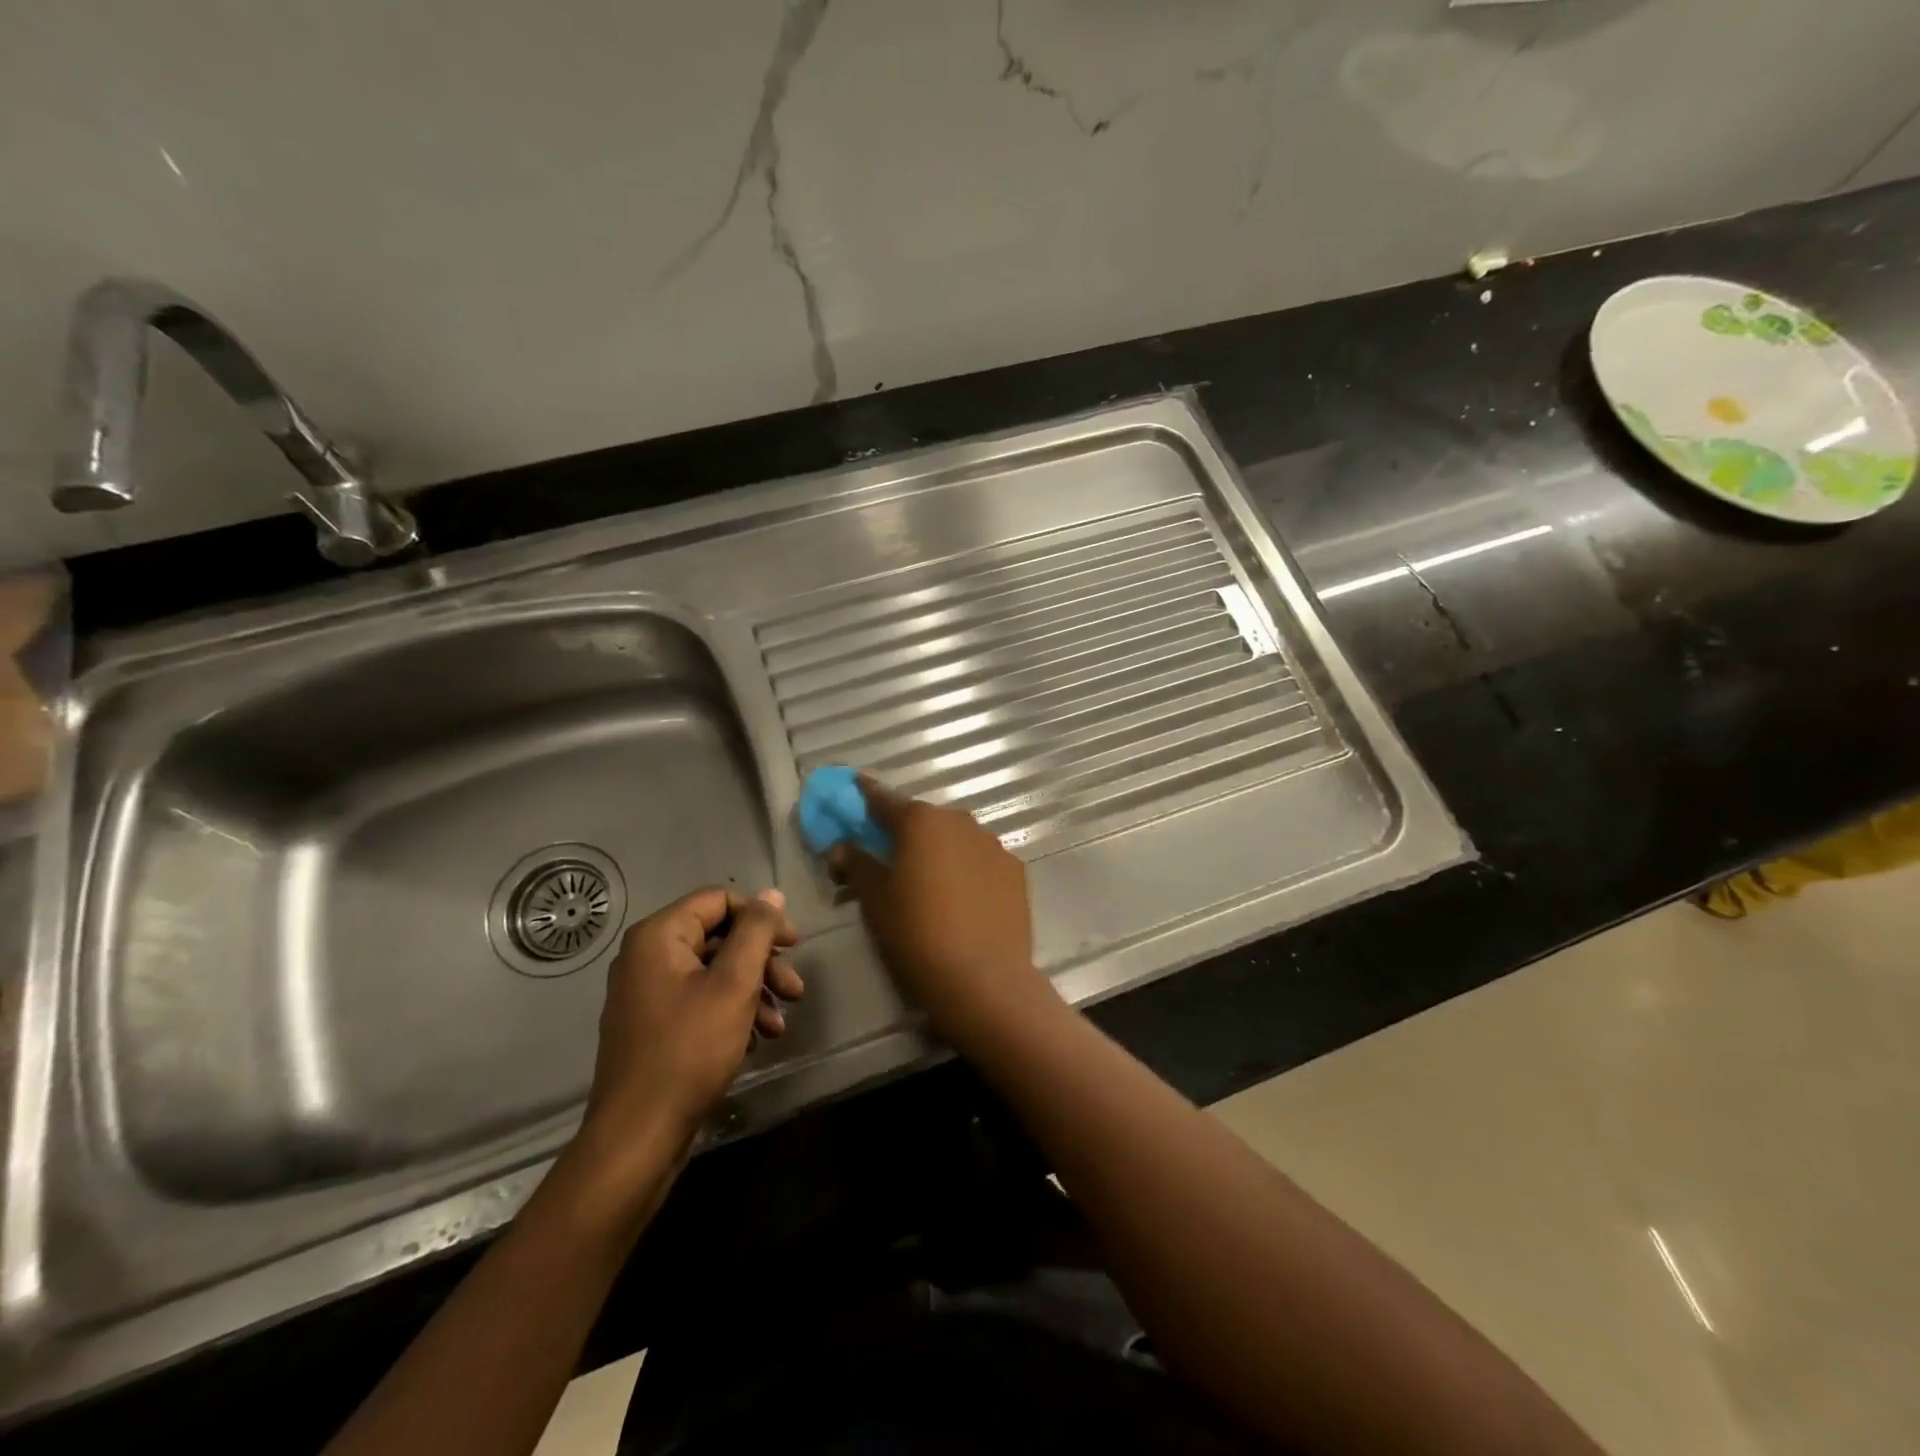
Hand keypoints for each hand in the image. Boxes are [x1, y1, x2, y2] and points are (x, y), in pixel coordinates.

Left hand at [582, 887, 803, 1150]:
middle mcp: (647, 956)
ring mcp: (647, 993)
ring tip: (780, 1025)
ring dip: (754, 991)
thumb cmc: (689, 1050)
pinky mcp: (654, 1026)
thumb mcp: (734, 984)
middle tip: (795, 990)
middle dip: (763, 962)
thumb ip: (756, 932)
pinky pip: (700, 1001)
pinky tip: (756, 1040)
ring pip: (714, 972)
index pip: (720, 899)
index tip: (794, 944)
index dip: (762, 917)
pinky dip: (732, 1012)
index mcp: (659, 936)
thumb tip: (772, 894)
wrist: (638, 1136)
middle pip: (719, 937)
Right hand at [829, 780, 1055, 1050]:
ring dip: (939, 849)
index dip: (866, 794)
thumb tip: (840, 846)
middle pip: (924, 819)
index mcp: (921, 822)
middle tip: (889, 855)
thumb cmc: (916, 934)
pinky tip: (962, 897)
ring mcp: (993, 845)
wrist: (984, 980)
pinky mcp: (1016, 871)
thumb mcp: (874, 900)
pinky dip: (966, 869)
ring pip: (956, 838)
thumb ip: (856, 864)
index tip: (856, 785)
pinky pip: (981, 860)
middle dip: (904, 831)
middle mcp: (960, 822)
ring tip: (928, 882)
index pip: (884, 799)